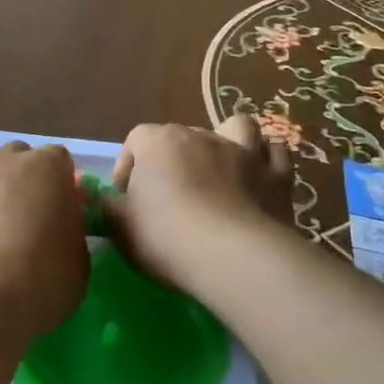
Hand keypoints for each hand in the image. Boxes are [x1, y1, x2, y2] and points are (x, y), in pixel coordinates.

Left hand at [0, 134, 90, 348]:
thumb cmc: (38, 284)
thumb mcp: (78, 264)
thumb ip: (70, 233)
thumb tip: (58, 228)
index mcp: (47, 169)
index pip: (59, 159)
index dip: (60, 184)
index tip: (60, 212)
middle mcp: (4, 161)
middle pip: (18, 153)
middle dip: (23, 175)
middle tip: (25, 215)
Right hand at [103, 115, 295, 297]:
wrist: (231, 257)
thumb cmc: (165, 237)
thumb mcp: (120, 226)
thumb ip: (109, 207)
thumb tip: (106, 200)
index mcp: (159, 142)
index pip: (136, 140)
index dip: (128, 166)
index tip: (126, 198)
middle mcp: (202, 136)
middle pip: (181, 136)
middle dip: (174, 160)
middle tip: (169, 196)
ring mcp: (244, 153)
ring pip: (237, 126)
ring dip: (229, 140)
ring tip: (221, 167)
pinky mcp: (277, 177)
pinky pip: (275, 153)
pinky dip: (266, 160)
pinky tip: (259, 177)